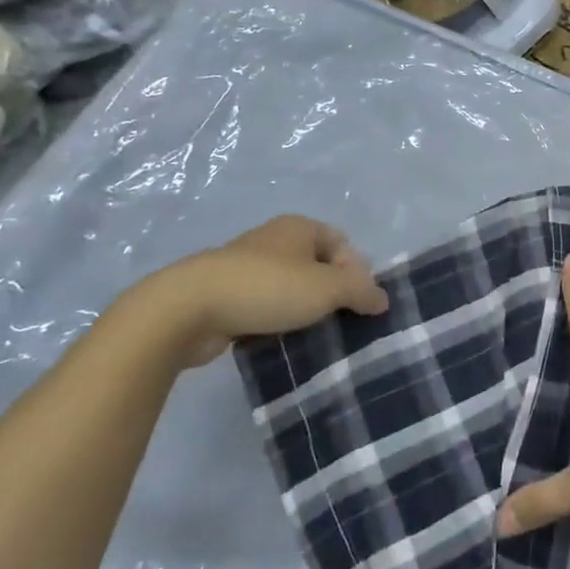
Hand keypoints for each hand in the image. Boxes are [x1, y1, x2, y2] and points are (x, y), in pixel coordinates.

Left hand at [130, 215, 389, 368]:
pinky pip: (262, 306)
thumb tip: (382, 299)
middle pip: (317, 265)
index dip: (357, 271)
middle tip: (340, 322)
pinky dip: (273, 321)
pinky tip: (278, 342)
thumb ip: (361, 291)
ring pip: (289, 287)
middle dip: (331, 293)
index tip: (359, 304)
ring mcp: (245, 266)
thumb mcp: (327, 288)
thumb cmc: (267, 287)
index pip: (343, 243)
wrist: (187, 309)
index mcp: (300, 227)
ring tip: (312, 336)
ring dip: (301, 310)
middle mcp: (274, 239)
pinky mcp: (224, 294)